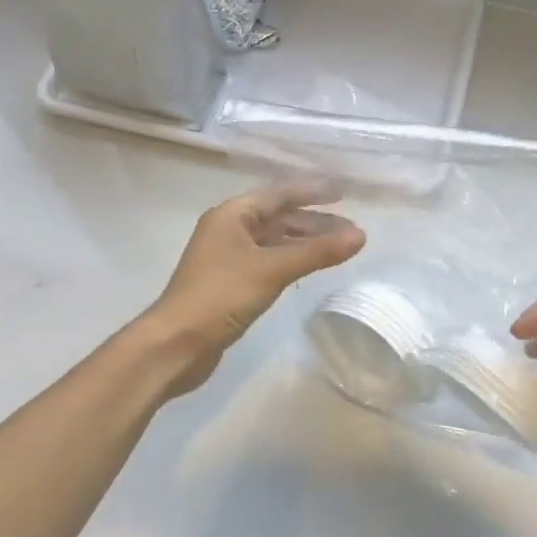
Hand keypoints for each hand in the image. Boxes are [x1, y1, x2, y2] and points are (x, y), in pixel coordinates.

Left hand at [141, 179, 365, 395]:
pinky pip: (268, 261)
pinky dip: (292, 261)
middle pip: (279, 217)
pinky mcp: (230, 282)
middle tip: (351, 229)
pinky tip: (310, 269)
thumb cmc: (220, 296)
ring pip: (275, 241)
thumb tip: (361, 236)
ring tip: (339, 249)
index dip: (312, 192)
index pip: (280, 194)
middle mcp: (229, 229)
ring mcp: (228, 257)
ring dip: (305, 243)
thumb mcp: (272, 270)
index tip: (344, 193)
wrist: (174, 345)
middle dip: (315, 222)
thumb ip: (317, 252)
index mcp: (232, 215)